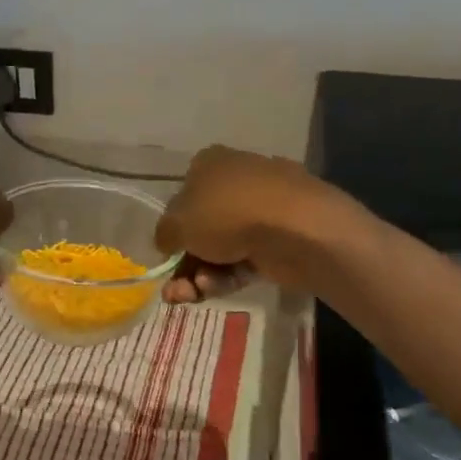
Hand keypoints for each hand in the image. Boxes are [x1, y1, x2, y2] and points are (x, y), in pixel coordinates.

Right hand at [155, 146, 349, 300]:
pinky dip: (227, 276)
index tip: (167, 255)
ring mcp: (261, 210)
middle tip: (175, 291)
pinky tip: (216, 289)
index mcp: (210, 165)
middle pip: (201, 229)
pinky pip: (244, 259)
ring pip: (221, 248)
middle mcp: (236, 182)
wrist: (296, 228)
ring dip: (200, 275)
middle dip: (184, 264)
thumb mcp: (177, 224)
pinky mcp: (279, 238)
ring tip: (192, 294)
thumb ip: (164, 234)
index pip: (182, 197)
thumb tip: (168, 241)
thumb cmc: (226, 214)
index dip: (173, 230)